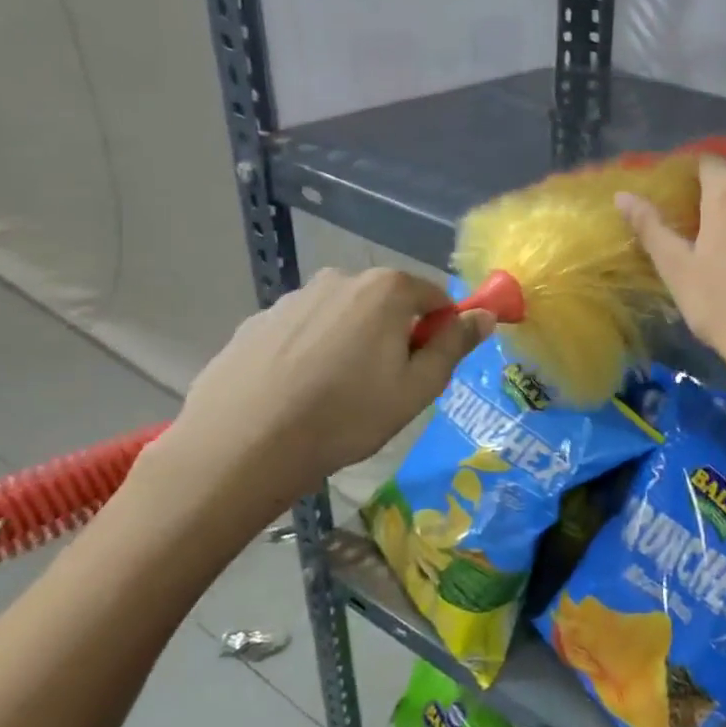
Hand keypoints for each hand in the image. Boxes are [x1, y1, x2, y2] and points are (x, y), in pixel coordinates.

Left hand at [147, 268, 491, 536]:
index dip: (441, 331)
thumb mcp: (417, 388)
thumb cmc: (346, 417)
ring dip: (352, 343)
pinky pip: (303, 331)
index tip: (429, 368)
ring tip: (336, 395)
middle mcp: (341, 279)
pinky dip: (311, 353)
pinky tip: (298, 394)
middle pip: (388, 302)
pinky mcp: (256, 323)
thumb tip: (485, 315)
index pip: (435, 297)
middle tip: (385, 386)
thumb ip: (454, 345)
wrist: (241, 447)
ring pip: (343, 316)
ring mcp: (293, 299)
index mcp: (386, 290)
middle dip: (395, 335)